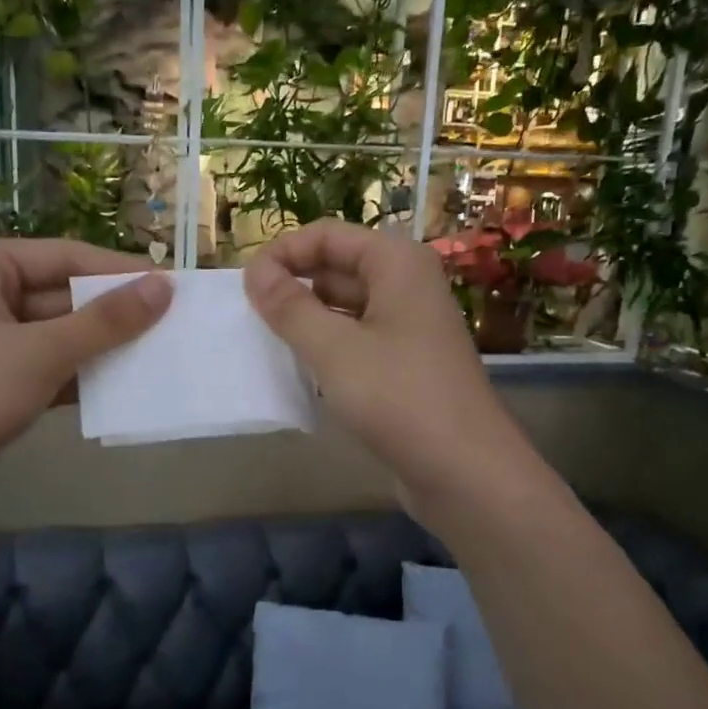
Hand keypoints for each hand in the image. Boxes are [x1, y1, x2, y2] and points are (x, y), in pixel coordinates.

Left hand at [0, 239, 170, 513]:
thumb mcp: (41, 352)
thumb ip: (105, 321)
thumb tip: (164, 287)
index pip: (65, 256)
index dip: (119, 272)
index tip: (172, 286)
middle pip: (62, 295)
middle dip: (113, 315)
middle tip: (172, 325)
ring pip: (57, 335)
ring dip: (101, 348)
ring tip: (158, 356)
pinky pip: (46, 368)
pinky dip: (80, 377)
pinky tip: (122, 388)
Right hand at [243, 219, 529, 519]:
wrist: (464, 472)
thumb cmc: (398, 398)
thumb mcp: (333, 349)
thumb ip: (290, 306)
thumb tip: (254, 271)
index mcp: (397, 263)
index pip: (326, 236)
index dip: (282, 254)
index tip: (244, 288)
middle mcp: (406, 286)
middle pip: (336, 268)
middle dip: (292, 287)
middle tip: (249, 319)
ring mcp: (408, 327)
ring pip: (344, 308)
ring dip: (307, 320)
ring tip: (267, 344)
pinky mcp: (405, 365)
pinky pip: (356, 341)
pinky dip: (327, 349)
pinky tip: (301, 371)